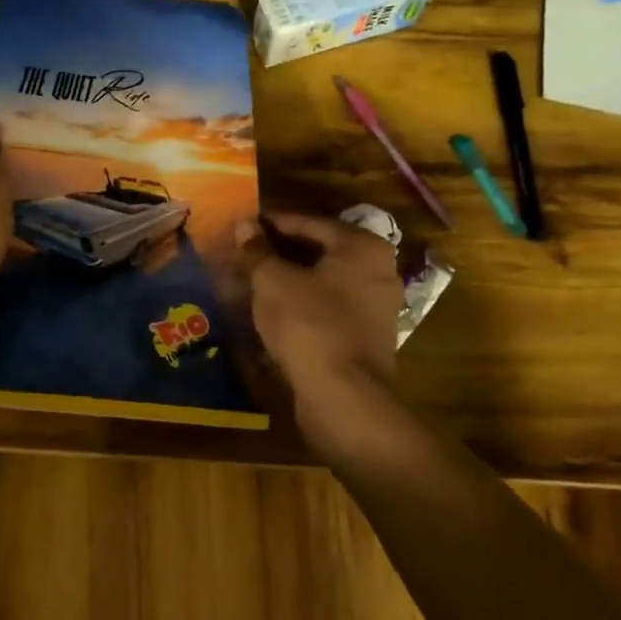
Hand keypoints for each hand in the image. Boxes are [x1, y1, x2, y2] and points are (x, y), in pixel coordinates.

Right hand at [235, 211, 402, 445]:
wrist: (343, 397)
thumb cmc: (308, 324)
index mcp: (362, 246)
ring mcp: (377, 307)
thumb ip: (257, 250)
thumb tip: (244, 225)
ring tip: (252, 280)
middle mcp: (378, 271)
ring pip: (323, 281)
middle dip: (280, 252)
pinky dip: (302, 303)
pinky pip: (328, 308)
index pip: (308, 222)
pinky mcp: (368, 337)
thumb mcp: (272, 280)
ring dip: (289, 279)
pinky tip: (272, 309)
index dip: (271, 223)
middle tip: (244, 252)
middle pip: (319, 251)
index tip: (242, 225)